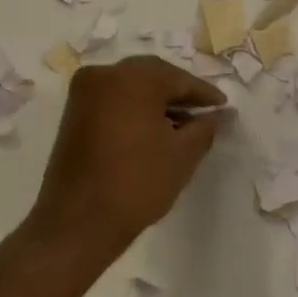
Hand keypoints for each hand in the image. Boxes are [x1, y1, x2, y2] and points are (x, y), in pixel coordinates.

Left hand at [24, 56, 228, 265]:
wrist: (79, 222)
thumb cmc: (137, 183)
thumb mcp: (183, 154)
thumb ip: (205, 127)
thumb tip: (220, 114)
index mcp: (132, 77)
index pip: (178, 78)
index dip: (204, 94)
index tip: (224, 107)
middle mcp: (104, 74)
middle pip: (152, 76)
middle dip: (179, 93)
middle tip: (204, 114)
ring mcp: (84, 93)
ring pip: (131, 87)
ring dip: (156, 102)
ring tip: (182, 127)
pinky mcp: (73, 113)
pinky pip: (113, 100)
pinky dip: (135, 109)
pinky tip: (154, 131)